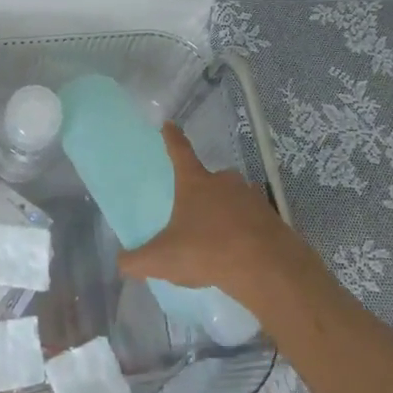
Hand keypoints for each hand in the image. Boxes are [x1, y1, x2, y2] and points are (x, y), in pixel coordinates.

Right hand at [116, 123, 320, 313]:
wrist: (266, 268)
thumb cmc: (207, 251)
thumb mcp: (162, 259)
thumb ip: (137, 260)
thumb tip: (121, 262)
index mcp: (195, 182)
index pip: (179, 152)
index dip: (172, 138)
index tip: (169, 124)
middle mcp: (224, 182)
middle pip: (210, 178)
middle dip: (202, 191)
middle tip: (194, 212)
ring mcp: (251, 198)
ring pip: (234, 199)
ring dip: (225, 213)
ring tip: (217, 240)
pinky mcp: (271, 218)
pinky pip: (252, 221)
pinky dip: (244, 232)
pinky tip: (238, 254)